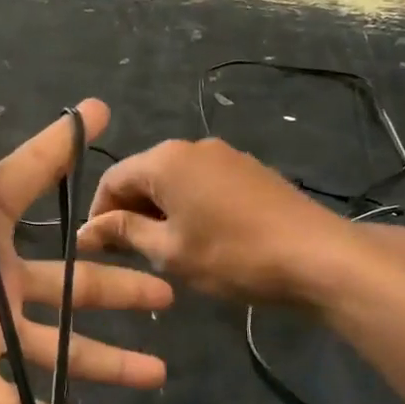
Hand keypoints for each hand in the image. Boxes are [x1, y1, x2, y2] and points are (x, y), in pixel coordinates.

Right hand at [76, 138, 385, 307]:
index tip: (96, 248)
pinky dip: (188, 207)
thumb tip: (86, 232)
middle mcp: (193, 146)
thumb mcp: (169, 251)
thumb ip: (124, 233)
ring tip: (163, 250)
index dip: (98, 213)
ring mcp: (226, 156)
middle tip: (127, 253)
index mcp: (165, 159)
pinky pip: (202, 183)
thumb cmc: (232, 255)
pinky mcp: (250, 171)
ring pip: (174, 181)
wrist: (318, 257)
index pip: (112, 178)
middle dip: (129, 212)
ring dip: (159, 212)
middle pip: (143, 175)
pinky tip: (198, 239)